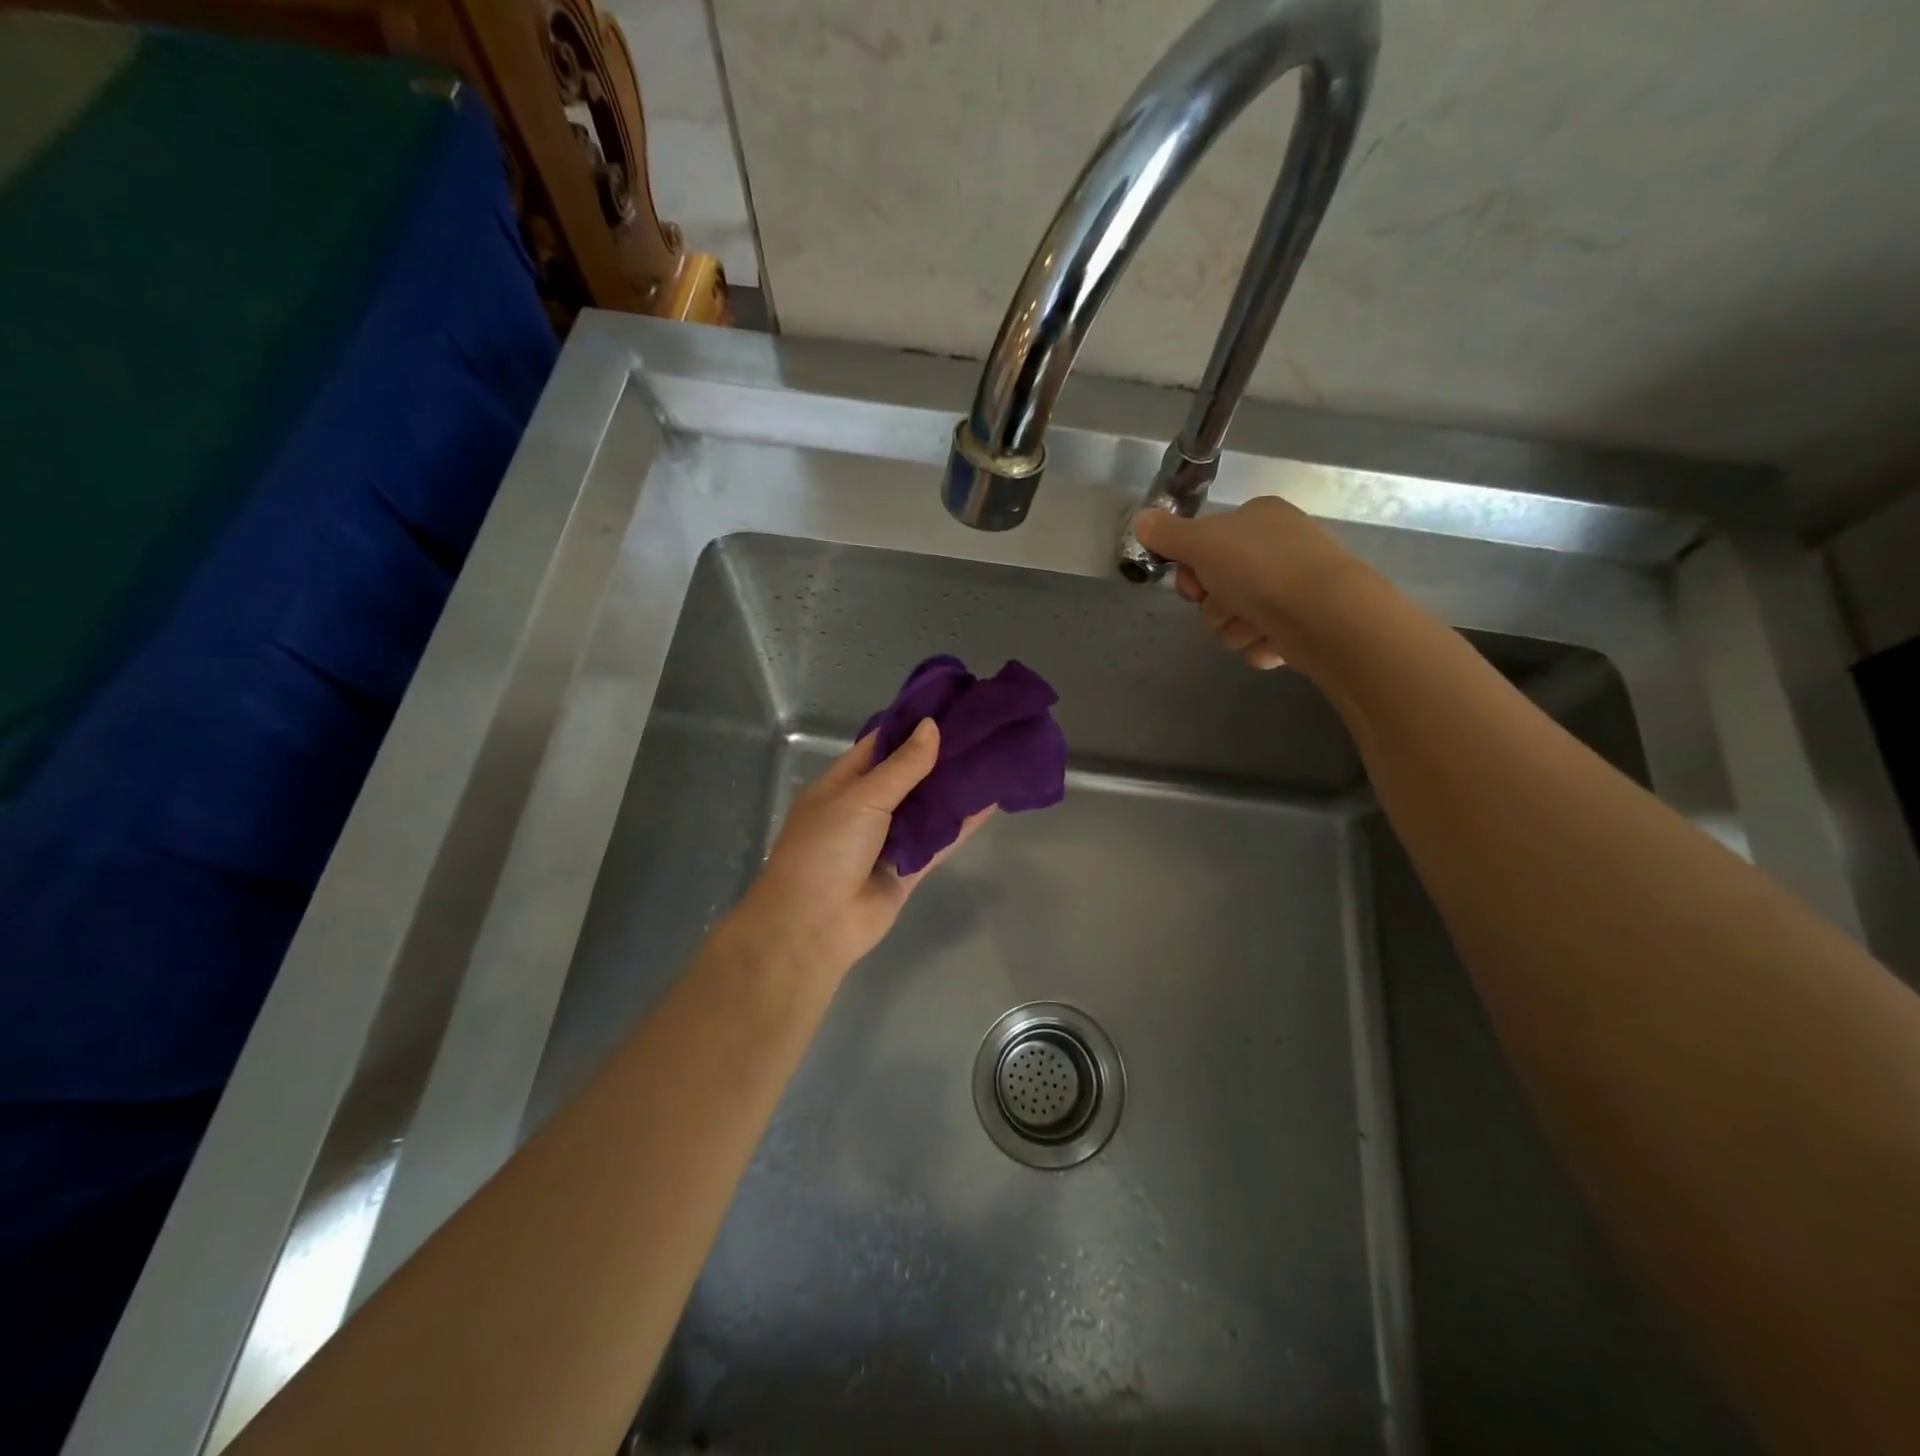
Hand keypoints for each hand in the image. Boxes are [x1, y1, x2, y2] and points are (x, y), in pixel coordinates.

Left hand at [725, 721, 992, 982]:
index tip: (948, 706)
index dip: (911, 726)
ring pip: (927, 807)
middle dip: (940, 756)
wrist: (813, 925)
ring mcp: (888, 840)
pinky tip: (990, 803)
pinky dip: (961, 824)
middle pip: (908, 775)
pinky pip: (938, 841)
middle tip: (981, 730)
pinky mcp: (908, 869)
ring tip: (992, 758)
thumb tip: (931, 726)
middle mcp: (866, 808)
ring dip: (954, 788)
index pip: (880, 745)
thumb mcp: (861, 797)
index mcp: (842, 783)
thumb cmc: (826, 848)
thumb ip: (902, 766)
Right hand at [1132, 497, 1362, 673]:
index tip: (1193, 583)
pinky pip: (1260, 640)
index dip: (1190, 568)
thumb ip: (1167, 535)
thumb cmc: (1260, 568)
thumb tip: (1141, 520)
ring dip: (1234, 629)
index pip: (1206, 543)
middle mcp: (1277, 548)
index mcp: (1258, 518)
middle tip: (1224, 606)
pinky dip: (1259, 645)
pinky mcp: (1303, 625)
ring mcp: (1292, 588)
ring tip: (1252, 626)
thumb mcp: (1202, 542)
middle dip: (1213, 606)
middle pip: (1217, 586)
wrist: (1324, 615)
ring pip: (1235, 618)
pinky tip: (1273, 641)